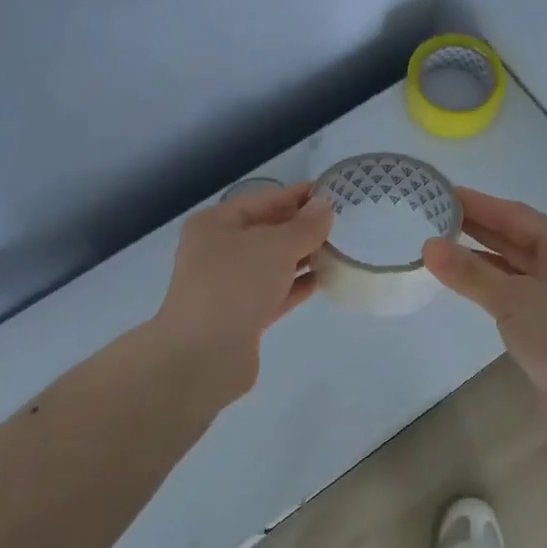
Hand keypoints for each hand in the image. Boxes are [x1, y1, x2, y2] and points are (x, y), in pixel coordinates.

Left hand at [153, 181, 333, 400]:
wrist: (204, 355)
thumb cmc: (236, 285)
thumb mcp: (276, 246)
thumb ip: (305, 226)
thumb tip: (324, 207)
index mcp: (215, 224)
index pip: (263, 200)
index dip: (297, 195)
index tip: (332, 192)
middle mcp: (218, 251)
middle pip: (266, 231)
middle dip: (301, 227)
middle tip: (342, 222)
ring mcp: (228, 285)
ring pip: (272, 263)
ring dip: (302, 256)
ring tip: (340, 249)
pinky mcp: (242, 316)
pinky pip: (275, 292)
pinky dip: (297, 285)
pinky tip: (325, 279)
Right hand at [423, 189, 546, 439]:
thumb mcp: (513, 300)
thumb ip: (470, 272)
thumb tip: (428, 246)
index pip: (516, 215)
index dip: (479, 203)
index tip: (442, 192)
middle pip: (515, 237)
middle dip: (476, 226)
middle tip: (433, 213)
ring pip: (512, 266)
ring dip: (479, 256)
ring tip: (439, 243)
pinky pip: (512, 291)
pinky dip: (487, 283)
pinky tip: (462, 281)